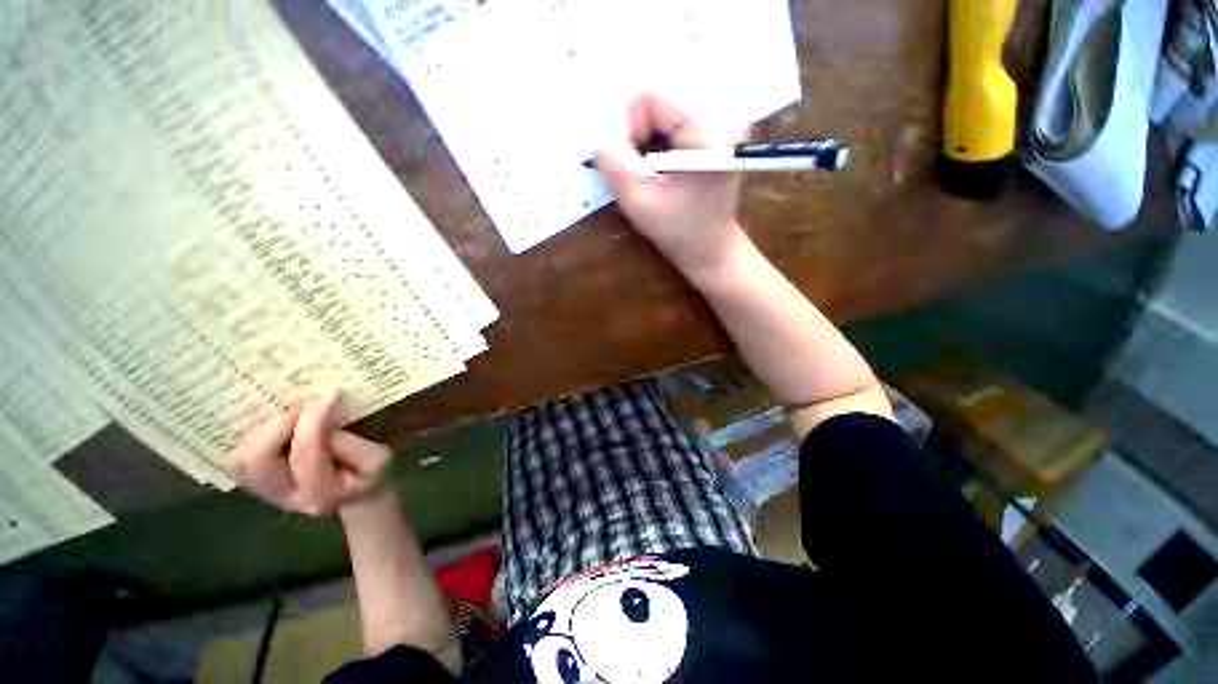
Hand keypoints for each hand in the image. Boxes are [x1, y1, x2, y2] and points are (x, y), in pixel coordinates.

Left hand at [229, 392, 392, 516]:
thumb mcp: (377, 459)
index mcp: (320, 494)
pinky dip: (257, 436)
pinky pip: (240, 457)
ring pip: (242, 458)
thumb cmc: (370, 474)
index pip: (305, 451)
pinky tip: (284, 427)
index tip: (332, 394)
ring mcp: (264, 493)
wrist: (356, 495)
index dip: (315, 419)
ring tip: (295, 417)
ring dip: (267, 430)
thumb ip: (350, 443)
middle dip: (280, 424)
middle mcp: (283, 497)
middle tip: (304, 406)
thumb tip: (322, 419)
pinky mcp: (255, 483)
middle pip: (256, 459)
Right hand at [594, 91, 748, 276]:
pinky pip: (673, 123)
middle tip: (639, 173)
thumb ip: (614, 165)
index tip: (630, 167)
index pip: (650, 97)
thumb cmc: (679, 231)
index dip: (627, 129)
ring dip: (645, 143)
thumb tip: (599, 137)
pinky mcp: (715, 134)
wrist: (711, 249)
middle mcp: (720, 116)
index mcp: (707, 131)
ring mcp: (720, 123)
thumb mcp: (639, 202)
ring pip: (662, 113)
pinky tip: (661, 170)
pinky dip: (657, 145)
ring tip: (651, 174)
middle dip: (637, 137)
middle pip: (657, 102)